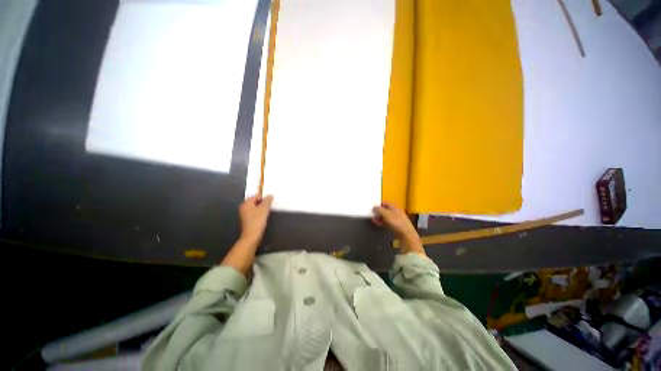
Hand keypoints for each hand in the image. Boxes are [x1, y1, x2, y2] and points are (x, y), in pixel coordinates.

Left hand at [239, 195, 273, 243]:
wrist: (251, 236)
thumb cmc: (257, 221)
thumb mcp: (264, 209)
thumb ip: (267, 201)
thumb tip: (270, 195)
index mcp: (246, 203)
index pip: (256, 196)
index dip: (264, 198)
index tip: (270, 202)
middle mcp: (243, 207)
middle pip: (255, 202)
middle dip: (262, 204)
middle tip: (269, 207)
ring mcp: (244, 215)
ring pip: (254, 209)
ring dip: (261, 210)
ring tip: (267, 213)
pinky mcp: (246, 221)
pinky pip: (253, 214)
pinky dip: (258, 215)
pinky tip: (262, 218)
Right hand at [372, 202, 424, 254]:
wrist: (405, 234)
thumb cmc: (397, 222)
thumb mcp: (386, 214)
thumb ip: (379, 210)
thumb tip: (374, 208)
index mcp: (395, 207)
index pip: (386, 203)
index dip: (379, 204)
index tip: (373, 207)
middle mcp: (396, 212)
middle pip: (385, 210)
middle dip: (378, 212)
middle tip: (372, 214)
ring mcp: (396, 220)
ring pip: (386, 217)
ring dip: (379, 218)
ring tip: (373, 220)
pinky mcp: (395, 226)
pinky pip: (387, 223)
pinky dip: (382, 223)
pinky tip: (378, 224)